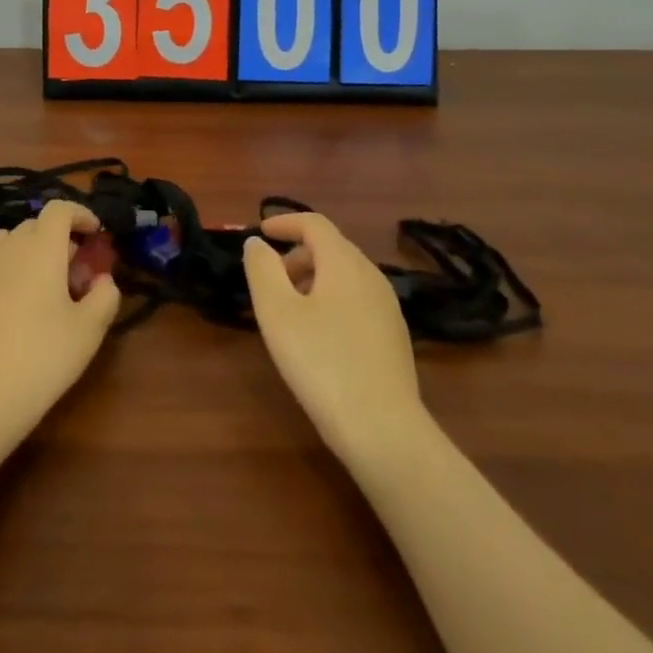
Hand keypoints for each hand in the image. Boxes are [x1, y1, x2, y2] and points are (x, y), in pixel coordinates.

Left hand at [0, 200, 121, 445]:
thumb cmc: (43, 357)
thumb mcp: (89, 330)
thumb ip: (105, 296)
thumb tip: (103, 280)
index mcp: (42, 248)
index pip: (60, 209)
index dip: (80, 214)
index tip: (95, 234)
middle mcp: (10, 248)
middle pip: (36, 224)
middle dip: (59, 237)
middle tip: (77, 271)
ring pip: (9, 239)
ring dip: (29, 248)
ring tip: (43, 279)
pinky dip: (2, 263)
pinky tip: (9, 289)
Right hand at [243, 213, 425, 460]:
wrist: (384, 430)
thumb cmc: (322, 363)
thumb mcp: (278, 314)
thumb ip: (262, 270)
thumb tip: (258, 243)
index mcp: (344, 262)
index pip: (314, 224)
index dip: (285, 222)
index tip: (261, 231)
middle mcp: (371, 275)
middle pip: (331, 247)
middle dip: (297, 254)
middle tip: (270, 279)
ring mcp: (387, 306)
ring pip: (345, 275)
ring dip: (314, 278)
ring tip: (290, 310)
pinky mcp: (394, 336)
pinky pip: (357, 299)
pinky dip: (332, 299)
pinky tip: (319, 337)